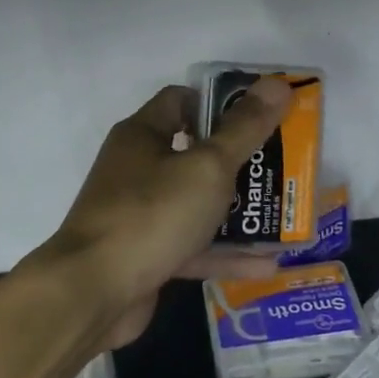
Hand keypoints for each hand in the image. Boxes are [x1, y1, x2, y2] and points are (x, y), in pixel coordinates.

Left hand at [35, 79, 294, 348]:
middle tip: (284, 167)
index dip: (222, 104)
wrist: (94, 293)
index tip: (262, 116)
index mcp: (142, 136)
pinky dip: (225, 254)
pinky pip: (193, 247)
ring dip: (238, 212)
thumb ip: (244, 129)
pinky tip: (267, 264)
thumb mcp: (207, 167)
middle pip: (195, 155)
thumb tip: (277, 84)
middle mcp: (137, 170)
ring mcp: (141, 215)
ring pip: (197, 205)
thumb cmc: (151, 215)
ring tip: (284, 214)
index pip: (182, 101)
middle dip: (241, 162)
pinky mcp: (148, 256)